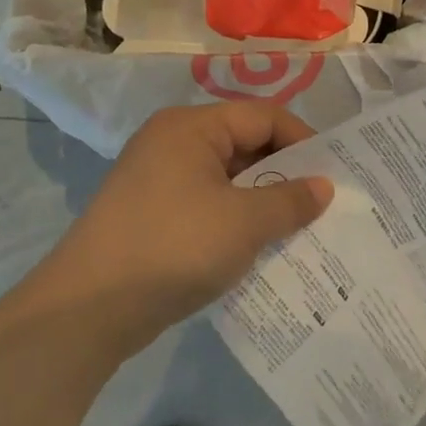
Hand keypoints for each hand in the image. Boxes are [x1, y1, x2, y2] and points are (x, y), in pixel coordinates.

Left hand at [33, 104, 332, 342]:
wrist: (89, 309)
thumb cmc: (174, 247)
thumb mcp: (244, 222)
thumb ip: (290, 200)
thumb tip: (324, 187)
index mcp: (191, 128)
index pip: (264, 116)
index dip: (305, 141)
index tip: (337, 175)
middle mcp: (173, 144)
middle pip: (246, 144)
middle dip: (287, 173)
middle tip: (325, 204)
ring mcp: (160, 181)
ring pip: (229, 180)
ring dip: (265, 201)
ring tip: (302, 228)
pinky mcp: (155, 216)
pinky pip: (210, 206)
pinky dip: (239, 221)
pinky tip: (263, 247)